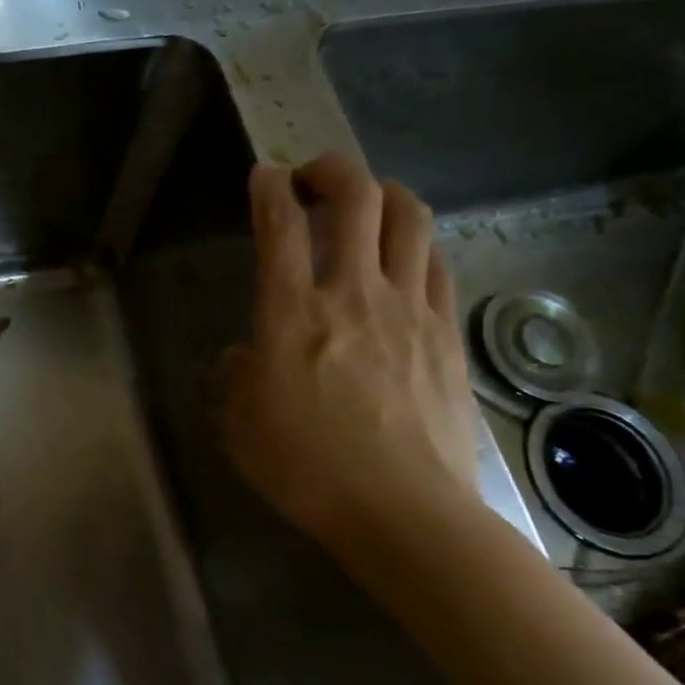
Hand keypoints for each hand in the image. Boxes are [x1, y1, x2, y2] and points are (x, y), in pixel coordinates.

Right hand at [221, 154, 478, 552]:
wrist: (405, 513)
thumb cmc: (308, 471)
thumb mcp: (241, 426)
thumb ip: (237, 378)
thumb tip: (246, 355)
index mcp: (292, 314)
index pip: (279, 226)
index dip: (268, 188)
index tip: (264, 175)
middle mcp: (352, 294)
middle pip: (356, 198)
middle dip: (332, 170)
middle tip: (314, 178)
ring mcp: (408, 309)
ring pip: (409, 219)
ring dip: (384, 194)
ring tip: (367, 202)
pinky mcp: (446, 333)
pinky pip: (437, 264)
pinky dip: (418, 243)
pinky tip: (406, 256)